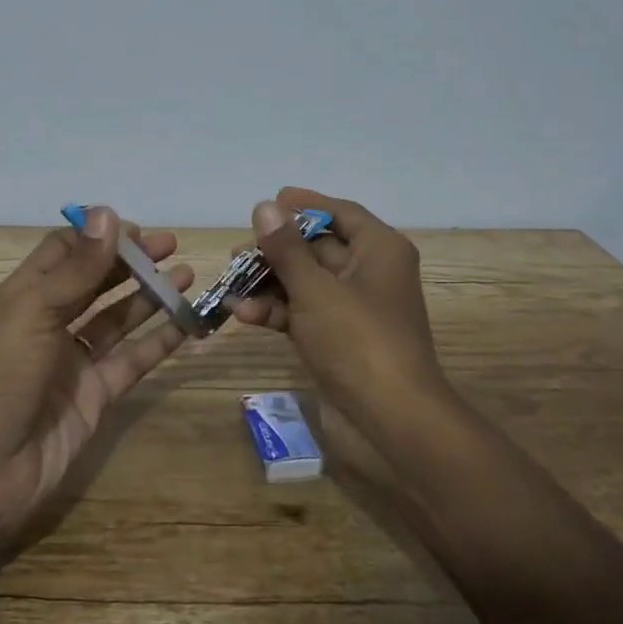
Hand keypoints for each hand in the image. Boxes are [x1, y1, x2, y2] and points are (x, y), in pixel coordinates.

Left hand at [0, 206, 192, 550]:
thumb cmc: (3, 373)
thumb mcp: (37, 309)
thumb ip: (79, 266)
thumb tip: (108, 212)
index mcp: (28, 295)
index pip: (65, 251)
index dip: (99, 237)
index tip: (137, 230)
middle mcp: (51, 322)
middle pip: (96, 282)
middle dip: (130, 263)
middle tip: (170, 247)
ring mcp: (75, 360)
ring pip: (118, 319)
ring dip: (149, 297)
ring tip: (186, 277)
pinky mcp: (96, 395)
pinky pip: (133, 360)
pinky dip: (159, 342)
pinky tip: (187, 325)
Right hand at [230, 187, 445, 429]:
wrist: (391, 422)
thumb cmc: (357, 341)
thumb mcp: (315, 289)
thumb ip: (286, 248)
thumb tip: (265, 206)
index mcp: (379, 250)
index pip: (340, 213)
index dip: (304, 205)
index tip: (269, 201)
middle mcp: (369, 273)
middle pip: (317, 247)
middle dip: (276, 250)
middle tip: (238, 253)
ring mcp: (353, 309)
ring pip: (305, 282)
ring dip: (269, 284)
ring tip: (231, 285)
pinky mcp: (339, 340)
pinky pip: (304, 313)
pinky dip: (277, 312)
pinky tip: (243, 316)